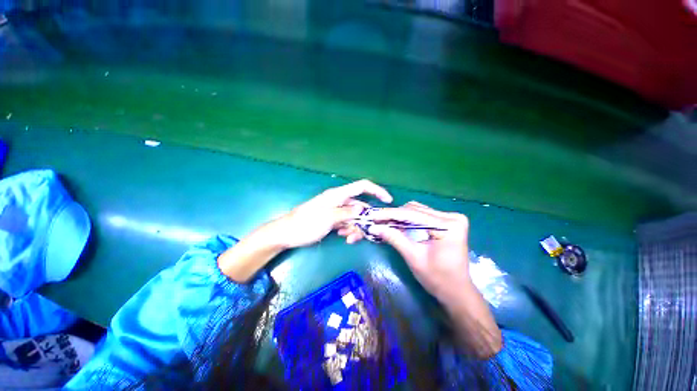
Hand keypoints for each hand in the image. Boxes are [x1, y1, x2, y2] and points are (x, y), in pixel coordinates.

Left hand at [271, 179, 392, 248]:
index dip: (377, 191)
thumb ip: (347, 213)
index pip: (362, 186)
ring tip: (347, 237)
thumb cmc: (305, 223)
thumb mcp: (328, 218)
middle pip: (360, 206)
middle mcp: (339, 201)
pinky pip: (347, 223)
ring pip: (354, 217)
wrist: (286, 234)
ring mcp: (336, 211)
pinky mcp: (333, 220)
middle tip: (362, 233)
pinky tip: (343, 237)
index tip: (388, 201)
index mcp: (337, 195)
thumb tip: (363, 209)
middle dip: (364, 219)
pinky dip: (348, 230)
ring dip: (355, 227)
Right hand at [367, 201, 470, 303]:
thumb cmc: (437, 278)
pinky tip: (397, 223)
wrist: (456, 290)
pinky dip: (408, 219)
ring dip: (400, 216)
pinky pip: (422, 215)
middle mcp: (451, 217)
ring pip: (417, 210)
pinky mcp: (447, 221)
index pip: (413, 214)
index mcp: (448, 226)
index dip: (390, 214)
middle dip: (394, 215)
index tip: (373, 215)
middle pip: (415, 210)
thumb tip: (374, 227)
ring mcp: (450, 218)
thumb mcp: (413, 257)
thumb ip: (395, 238)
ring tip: (385, 222)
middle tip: (377, 220)